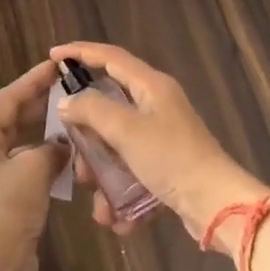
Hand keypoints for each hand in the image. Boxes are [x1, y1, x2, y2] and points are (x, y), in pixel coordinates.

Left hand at [0, 60, 67, 270]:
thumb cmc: (5, 210)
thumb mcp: (32, 169)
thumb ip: (51, 148)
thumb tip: (63, 146)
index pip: (7, 99)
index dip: (33, 80)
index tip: (57, 65)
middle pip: (13, 119)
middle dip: (41, 104)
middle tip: (71, 88)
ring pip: (22, 144)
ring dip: (46, 133)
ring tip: (75, 118)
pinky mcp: (4, 199)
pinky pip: (27, 168)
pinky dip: (46, 159)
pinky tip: (70, 156)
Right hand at [49, 41, 268, 249]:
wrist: (216, 205)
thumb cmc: (171, 158)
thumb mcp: (125, 130)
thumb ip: (92, 109)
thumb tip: (68, 102)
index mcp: (151, 85)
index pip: (110, 57)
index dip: (80, 52)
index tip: (53, 55)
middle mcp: (157, 105)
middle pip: (109, 105)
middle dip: (86, 132)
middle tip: (69, 148)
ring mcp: (162, 136)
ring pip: (116, 144)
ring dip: (100, 170)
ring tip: (95, 196)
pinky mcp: (166, 164)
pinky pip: (131, 171)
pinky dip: (120, 191)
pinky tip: (115, 217)